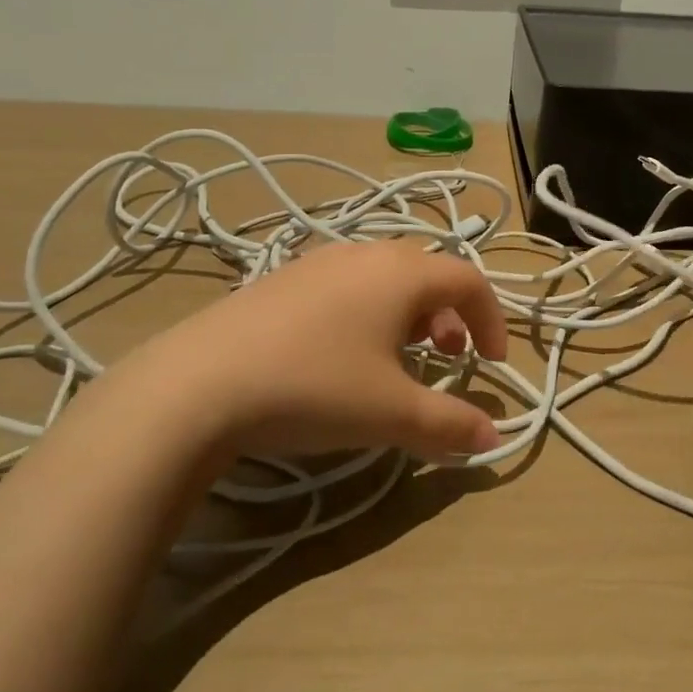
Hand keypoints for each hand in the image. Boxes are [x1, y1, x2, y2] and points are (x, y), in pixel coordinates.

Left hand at [112, 240, 506, 462]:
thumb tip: (491, 438)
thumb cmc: (315, 386)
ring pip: (386, 276)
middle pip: (428, 272)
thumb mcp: (391, 413)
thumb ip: (449, 424)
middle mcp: (365, 253)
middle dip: (451, 316)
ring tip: (399, 356)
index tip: (493, 362)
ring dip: (410, 313)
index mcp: (401, 272)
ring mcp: (320, 260)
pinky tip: (342, 353)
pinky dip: (369, 310)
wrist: (199, 383)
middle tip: (448, 358)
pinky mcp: (284, 277)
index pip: (469, 279)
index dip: (491, 318)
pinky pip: (348, 284)